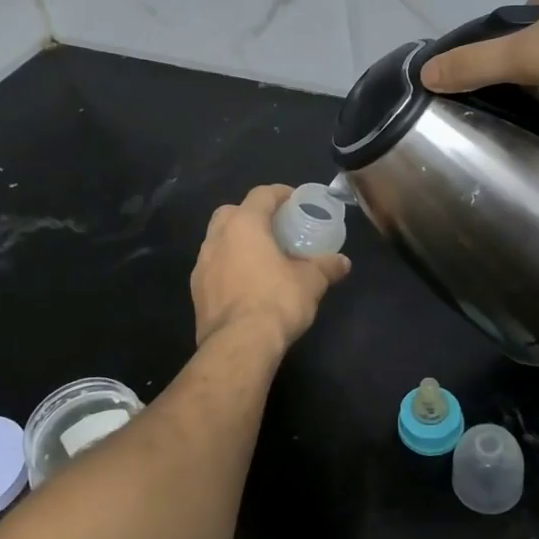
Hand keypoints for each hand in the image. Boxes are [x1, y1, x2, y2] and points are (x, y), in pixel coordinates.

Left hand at [192, 185, 350, 351]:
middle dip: (251, 214)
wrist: (239, 345)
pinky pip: (213, 267)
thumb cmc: (277, 301)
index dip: (280, 193)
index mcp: (243, 224)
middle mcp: (217, 238)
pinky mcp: (196, 290)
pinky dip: (228, 266)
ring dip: (237, 242)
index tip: (295, 201)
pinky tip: (245, 283)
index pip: (261, 195)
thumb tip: (343, 262)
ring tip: (260, 257)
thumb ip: (326, 266)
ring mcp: (201, 264)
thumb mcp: (311, 282)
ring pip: (218, 240)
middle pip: (232, 212)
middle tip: (274, 228)